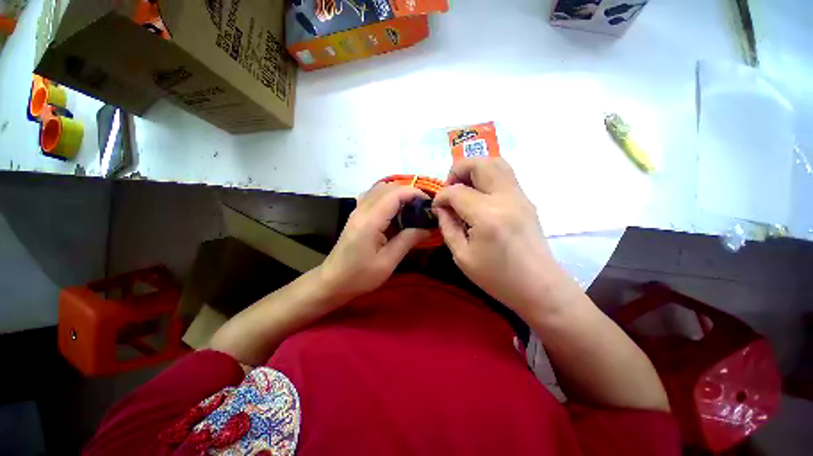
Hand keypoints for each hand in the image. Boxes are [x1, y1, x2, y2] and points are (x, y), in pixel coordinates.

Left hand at [320, 182, 429, 299]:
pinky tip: (394, 214)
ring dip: (398, 195)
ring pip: (380, 190)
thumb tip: (428, 228)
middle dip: (408, 193)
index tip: (429, 204)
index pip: (395, 194)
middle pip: (388, 188)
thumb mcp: (388, 262)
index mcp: (370, 220)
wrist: (333, 281)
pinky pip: (373, 197)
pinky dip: (387, 199)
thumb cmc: (360, 275)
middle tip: (422, 209)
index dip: (414, 193)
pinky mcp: (356, 215)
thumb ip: (408, 240)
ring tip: (410, 211)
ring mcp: (357, 211)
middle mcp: (362, 209)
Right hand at [433, 158, 561, 315]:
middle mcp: (505, 198)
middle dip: (458, 170)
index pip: (456, 191)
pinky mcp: (526, 200)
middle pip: (479, 163)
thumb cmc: (497, 278)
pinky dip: (487, 176)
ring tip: (464, 188)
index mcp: (486, 215)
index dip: (441, 196)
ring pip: (496, 162)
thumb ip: (448, 227)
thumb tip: (441, 208)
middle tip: (450, 189)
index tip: (437, 208)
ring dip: (474, 169)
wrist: (539, 286)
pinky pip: (505, 175)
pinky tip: (479, 196)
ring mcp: (519, 196)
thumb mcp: (462, 257)